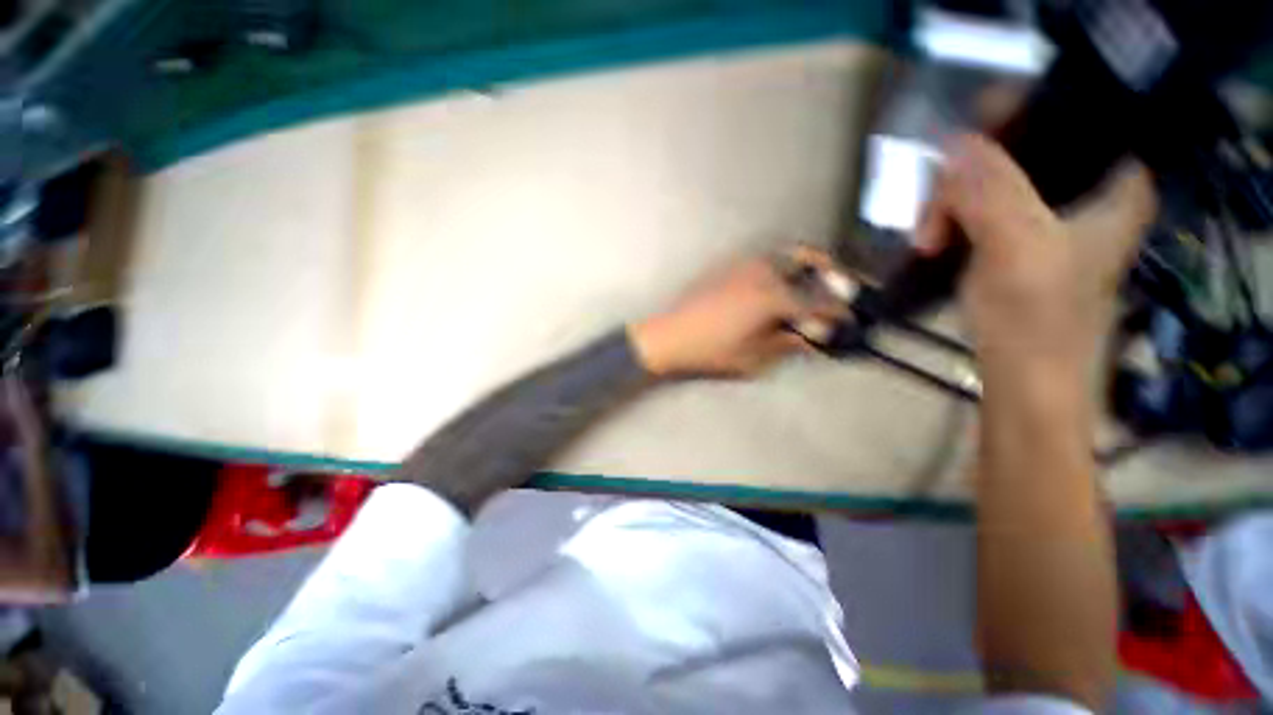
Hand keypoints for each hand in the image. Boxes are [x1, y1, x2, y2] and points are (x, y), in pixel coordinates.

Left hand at [629, 249, 845, 377]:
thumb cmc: (711, 351)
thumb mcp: (752, 357)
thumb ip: (785, 344)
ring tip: (809, 282)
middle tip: (838, 283)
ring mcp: (743, 266)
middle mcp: (762, 273)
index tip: (848, 317)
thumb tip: (809, 337)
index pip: (816, 301)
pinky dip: (779, 265)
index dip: (836, 310)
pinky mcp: (727, 267)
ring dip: (803, 264)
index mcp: (771, 298)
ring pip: (783, 254)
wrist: (670, 335)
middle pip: (805, 258)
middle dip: (828, 268)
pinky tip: (777, 283)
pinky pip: (762, 259)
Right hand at [916, 135, 1155, 387]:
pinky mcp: (1020, 235)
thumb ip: (991, 192)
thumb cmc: (1036, 318)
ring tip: (927, 240)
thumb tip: (953, 140)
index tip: (960, 143)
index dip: (1011, 120)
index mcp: (1113, 181)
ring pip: (989, 178)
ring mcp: (1050, 212)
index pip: (1064, 118)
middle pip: (1017, 149)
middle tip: (932, 220)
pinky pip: (979, 205)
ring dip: (948, 204)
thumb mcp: (1017, 247)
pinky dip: (951, 218)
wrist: (1025, 374)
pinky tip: (934, 238)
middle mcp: (1086, 188)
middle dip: (963, 179)